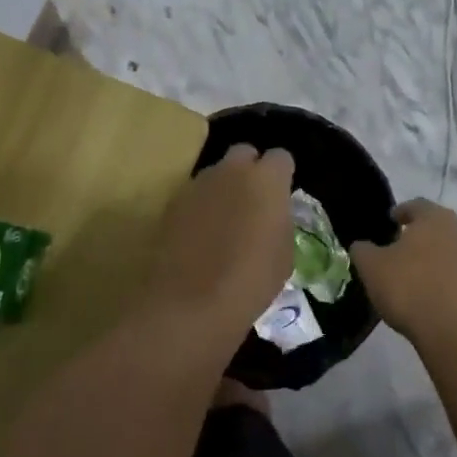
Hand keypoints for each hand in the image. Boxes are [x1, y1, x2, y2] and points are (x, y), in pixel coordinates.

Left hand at [139, 145, 294, 352]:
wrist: (192, 302)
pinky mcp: (173, 201)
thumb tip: (272, 215)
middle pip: (244, 153)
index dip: (282, 175)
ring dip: (223, 187)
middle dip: (250, 170)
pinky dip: (201, 206)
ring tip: (225, 220)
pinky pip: (195, 194)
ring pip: (216, 173)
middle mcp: (231, 170)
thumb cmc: (251, 281)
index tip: (282, 194)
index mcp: (267, 179)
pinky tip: (202, 233)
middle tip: (253, 200)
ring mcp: (198, 183)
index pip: (281, 157)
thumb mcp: (283, 254)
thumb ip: (279, 221)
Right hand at [350, 200, 456, 352]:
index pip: (417, 205)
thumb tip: (362, 246)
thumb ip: (363, 250)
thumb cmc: (410, 290)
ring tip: (416, 277)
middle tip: (400, 249)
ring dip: (435, 260)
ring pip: (451, 252)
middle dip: (419, 236)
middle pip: (437, 228)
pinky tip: (433, 298)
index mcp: (435, 219)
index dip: (401, 211)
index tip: (390, 221)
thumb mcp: (371, 268)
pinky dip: (447, 282)